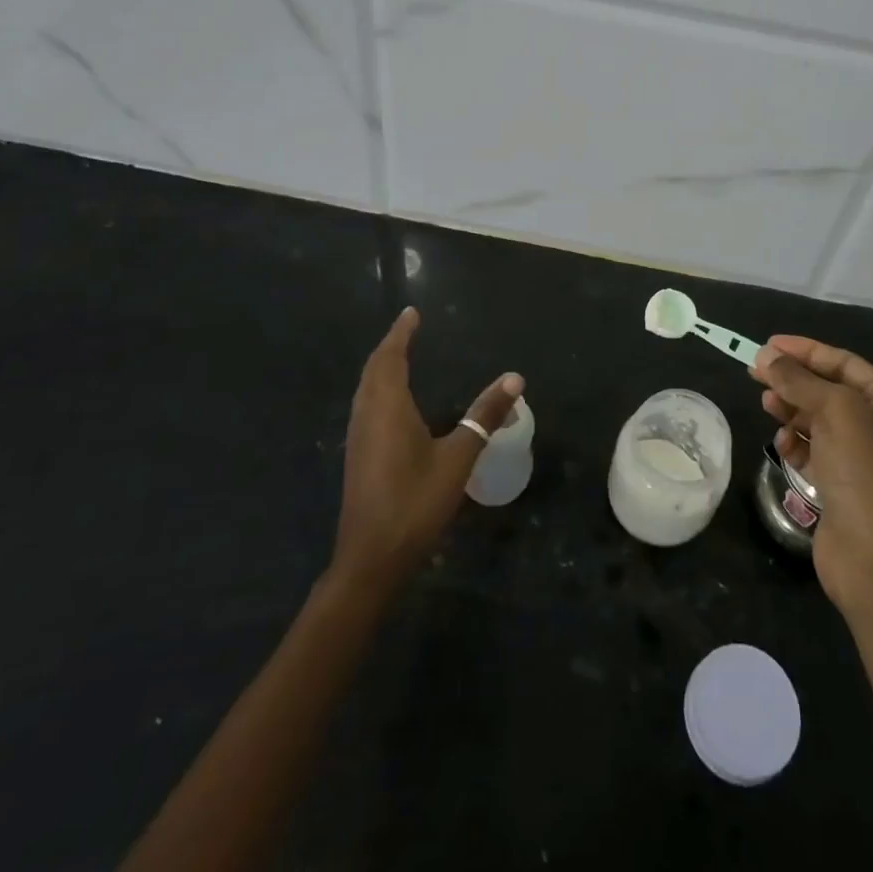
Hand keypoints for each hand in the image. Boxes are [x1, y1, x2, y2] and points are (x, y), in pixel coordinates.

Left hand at [333, 307, 522, 590]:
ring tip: (400, 356)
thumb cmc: (415, 503)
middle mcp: (367, 415)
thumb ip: (485, 416)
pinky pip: (365, 405)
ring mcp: (358, 437)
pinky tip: (392, 403)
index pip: (390, 358)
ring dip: (381, 367)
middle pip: (373, 370)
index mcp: (388, 408)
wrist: (370, 558)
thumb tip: (515, 379)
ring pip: (365, 388)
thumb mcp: (458, 458)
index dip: (400, 334)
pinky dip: (378, 388)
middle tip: (408, 328)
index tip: (411, 313)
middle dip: (390, 346)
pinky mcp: (358, 456)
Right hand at [752, 335, 872, 611]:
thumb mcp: (833, 409)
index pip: (843, 362)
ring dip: (791, 410)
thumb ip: (798, 379)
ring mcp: (864, 459)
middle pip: (829, 390)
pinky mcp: (845, 487)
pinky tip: (781, 445)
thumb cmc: (864, 469)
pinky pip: (815, 452)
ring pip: (819, 421)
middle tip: (755, 373)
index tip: (767, 345)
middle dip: (793, 381)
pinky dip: (796, 444)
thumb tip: (764, 355)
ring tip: (766, 405)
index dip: (805, 350)